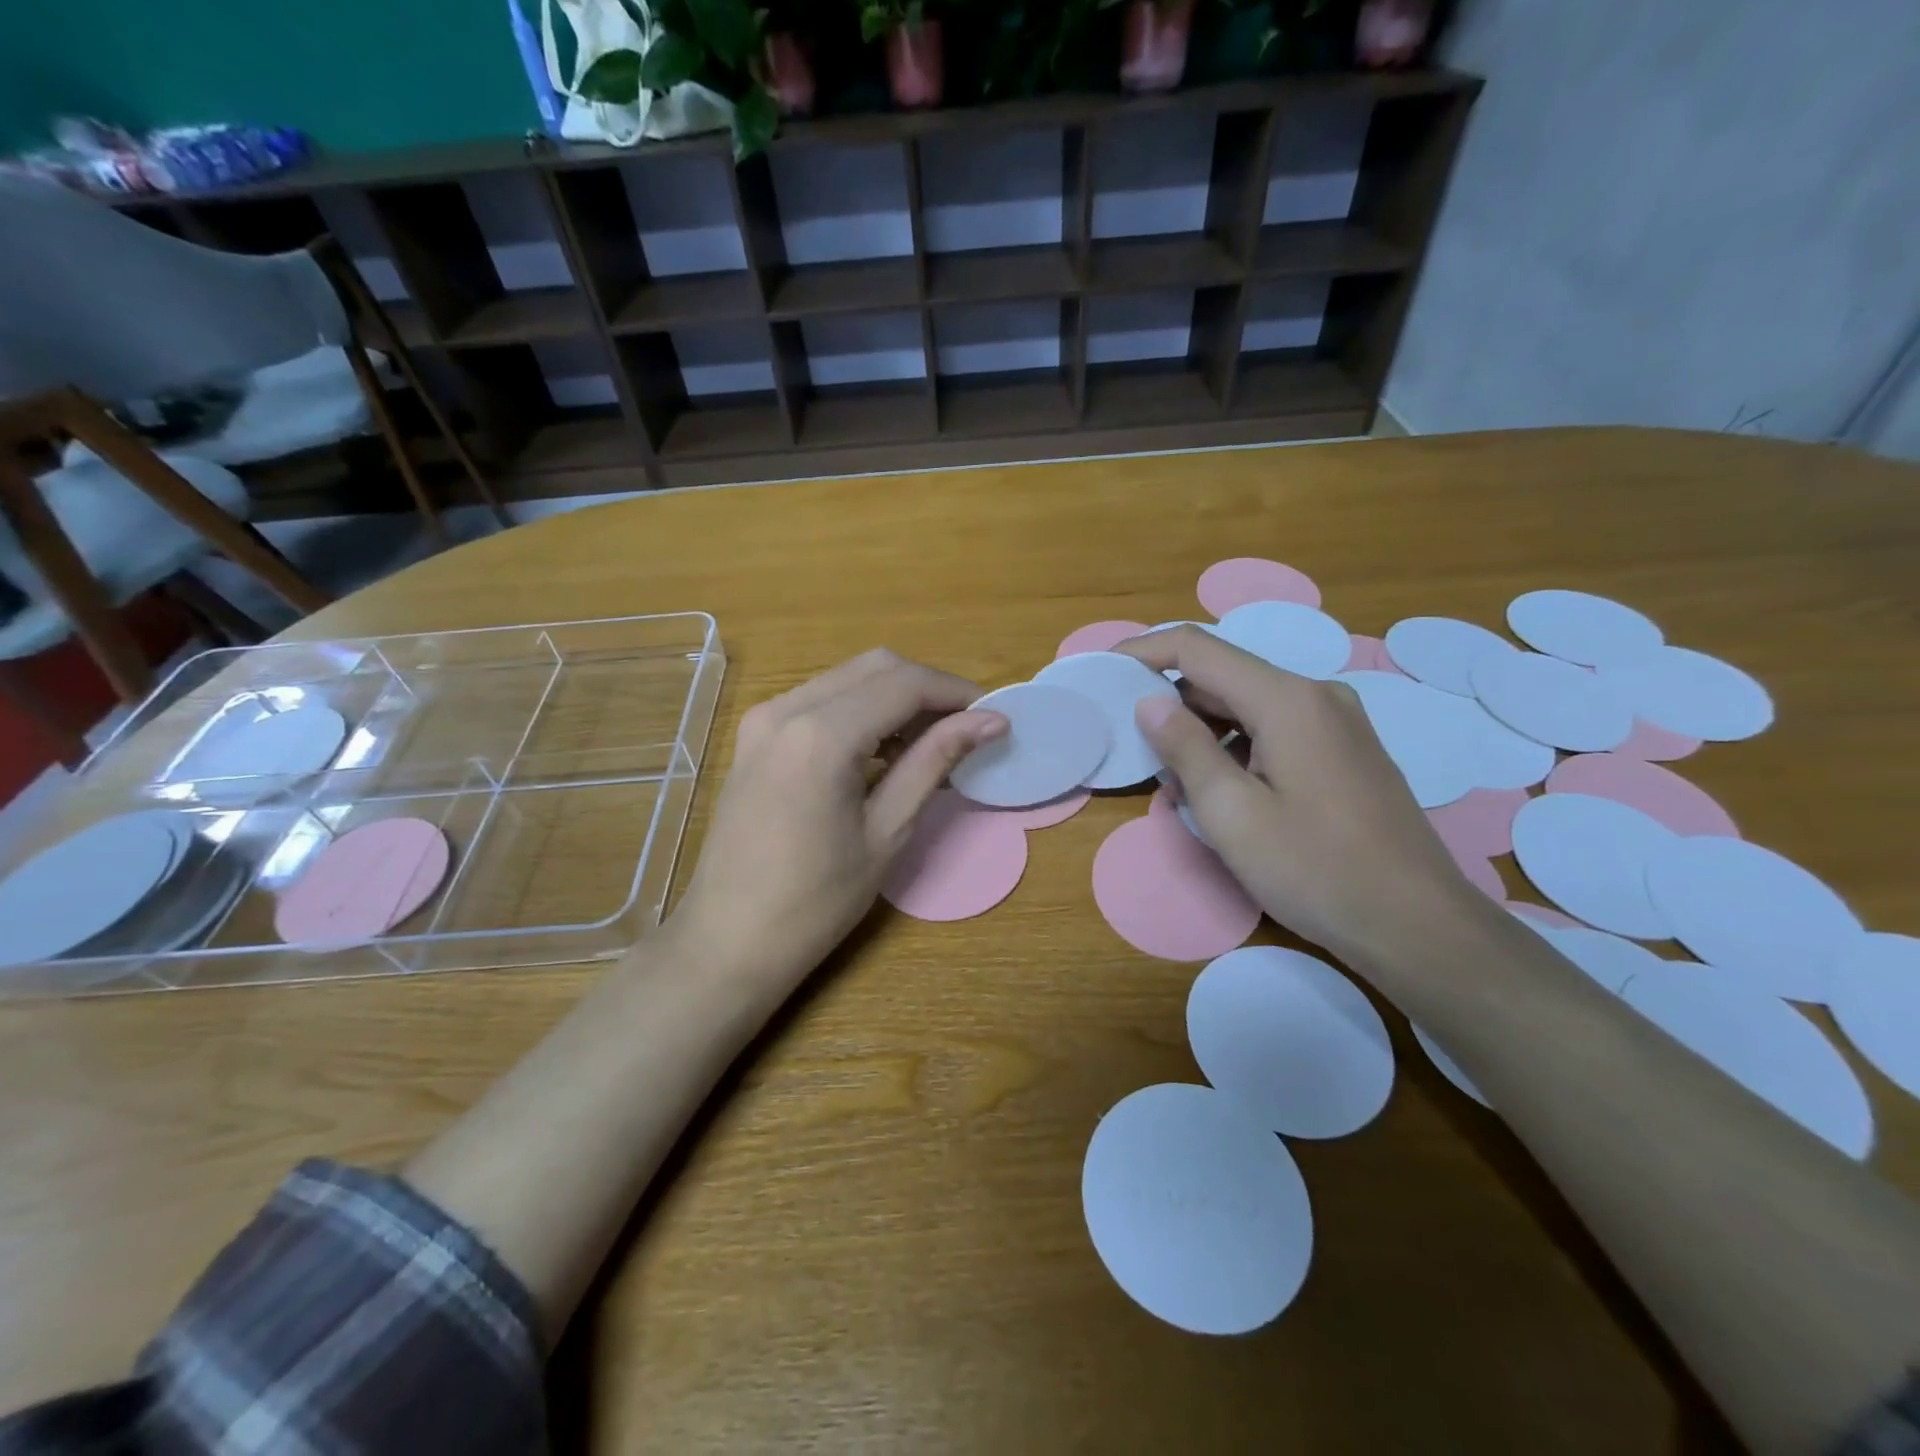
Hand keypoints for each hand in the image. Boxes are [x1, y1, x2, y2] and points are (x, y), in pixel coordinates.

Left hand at [664, 649, 1006, 987]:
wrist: (729, 941)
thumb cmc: (814, 902)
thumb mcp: (887, 832)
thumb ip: (934, 762)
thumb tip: (991, 722)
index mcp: (820, 735)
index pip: (904, 684)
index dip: (956, 694)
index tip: (993, 718)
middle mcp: (786, 709)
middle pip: (876, 667)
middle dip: (928, 690)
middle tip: (966, 730)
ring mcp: (763, 719)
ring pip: (848, 678)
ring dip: (895, 698)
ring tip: (930, 745)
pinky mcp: (755, 736)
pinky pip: (820, 700)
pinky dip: (861, 711)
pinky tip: (883, 751)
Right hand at [1115, 627, 1488, 969]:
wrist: (1418, 925)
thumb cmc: (1315, 869)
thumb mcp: (1232, 814)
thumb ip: (1185, 749)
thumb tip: (1150, 702)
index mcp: (1287, 699)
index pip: (1198, 648)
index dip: (1144, 651)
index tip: (1104, 670)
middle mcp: (1316, 695)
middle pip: (1224, 676)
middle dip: (1172, 704)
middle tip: (1135, 748)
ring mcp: (1337, 722)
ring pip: (1249, 706)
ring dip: (1204, 733)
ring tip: (1176, 786)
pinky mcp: (1346, 751)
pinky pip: (1275, 729)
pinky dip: (1237, 748)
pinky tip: (1223, 793)